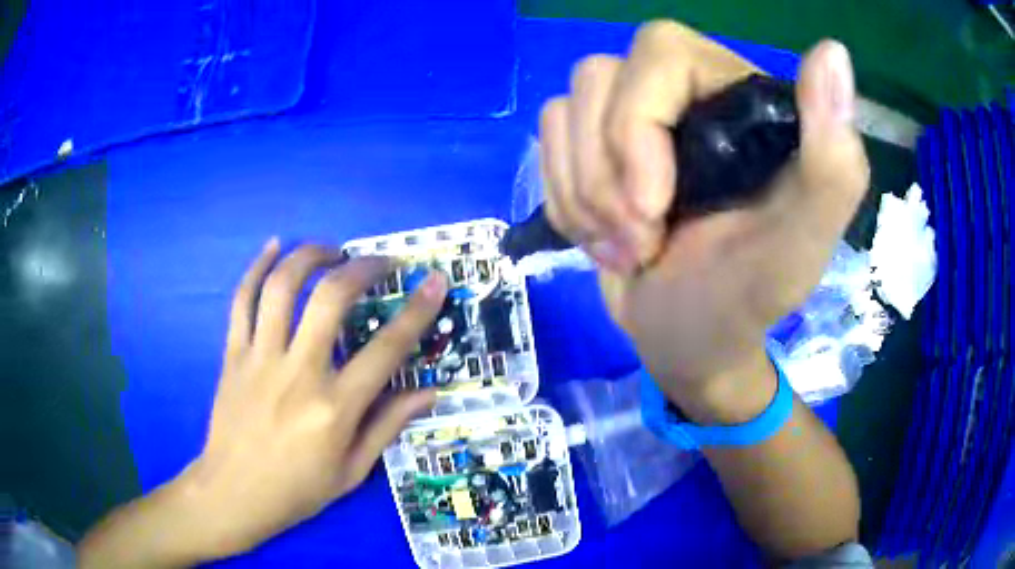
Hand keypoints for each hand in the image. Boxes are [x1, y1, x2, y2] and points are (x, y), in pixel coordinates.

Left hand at [178, 240, 446, 557]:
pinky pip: (241, 299)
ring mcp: (260, 359)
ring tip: (332, 251)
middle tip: (381, 262)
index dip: (417, 310)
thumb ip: (389, 425)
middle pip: (331, 299)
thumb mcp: (352, 470)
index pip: (387, 349)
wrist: (234, 493)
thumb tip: (430, 392)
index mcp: (335, 408)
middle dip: (363, 268)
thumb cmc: (297, 489)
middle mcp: (298, 373)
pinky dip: (257, 267)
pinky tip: (274, 246)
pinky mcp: (233, 354)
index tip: (434, 281)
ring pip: (283, 287)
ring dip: (311, 256)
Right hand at [539, 22, 868, 419]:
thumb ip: (833, 162)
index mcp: (740, 98)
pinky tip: (601, 237)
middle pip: (597, 77)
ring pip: (564, 112)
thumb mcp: (800, 245)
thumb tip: (834, 50)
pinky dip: (564, 200)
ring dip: (582, 194)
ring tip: (626, 248)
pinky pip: (547, 144)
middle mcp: (685, 92)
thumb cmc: (746, 302)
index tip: (651, 207)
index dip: (637, 122)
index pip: (659, 51)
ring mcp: (633, 120)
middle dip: (604, 174)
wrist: (688, 344)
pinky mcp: (595, 150)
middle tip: (639, 242)